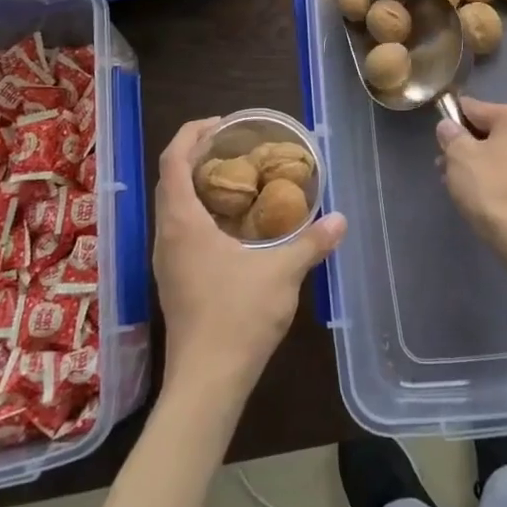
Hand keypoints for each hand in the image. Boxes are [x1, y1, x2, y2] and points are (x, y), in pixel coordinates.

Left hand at [152, 117, 345, 399]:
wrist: (206, 382)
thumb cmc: (238, 317)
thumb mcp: (282, 273)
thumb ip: (311, 242)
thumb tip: (340, 220)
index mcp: (183, 223)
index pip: (173, 160)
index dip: (192, 134)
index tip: (221, 123)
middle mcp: (166, 236)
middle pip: (170, 180)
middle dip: (197, 155)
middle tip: (234, 146)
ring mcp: (166, 261)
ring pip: (173, 207)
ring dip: (196, 184)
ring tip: (236, 179)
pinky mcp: (173, 281)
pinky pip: (179, 230)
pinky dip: (200, 211)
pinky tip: (232, 224)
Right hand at [436, 98, 506, 253]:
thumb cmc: (490, 185)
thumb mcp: (459, 154)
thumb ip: (450, 133)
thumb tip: (447, 127)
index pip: (474, 108)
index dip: (451, 123)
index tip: (438, 142)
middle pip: (487, 129)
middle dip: (463, 145)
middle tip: (442, 165)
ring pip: (496, 150)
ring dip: (473, 161)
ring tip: (451, 181)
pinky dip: (489, 174)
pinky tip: (471, 191)